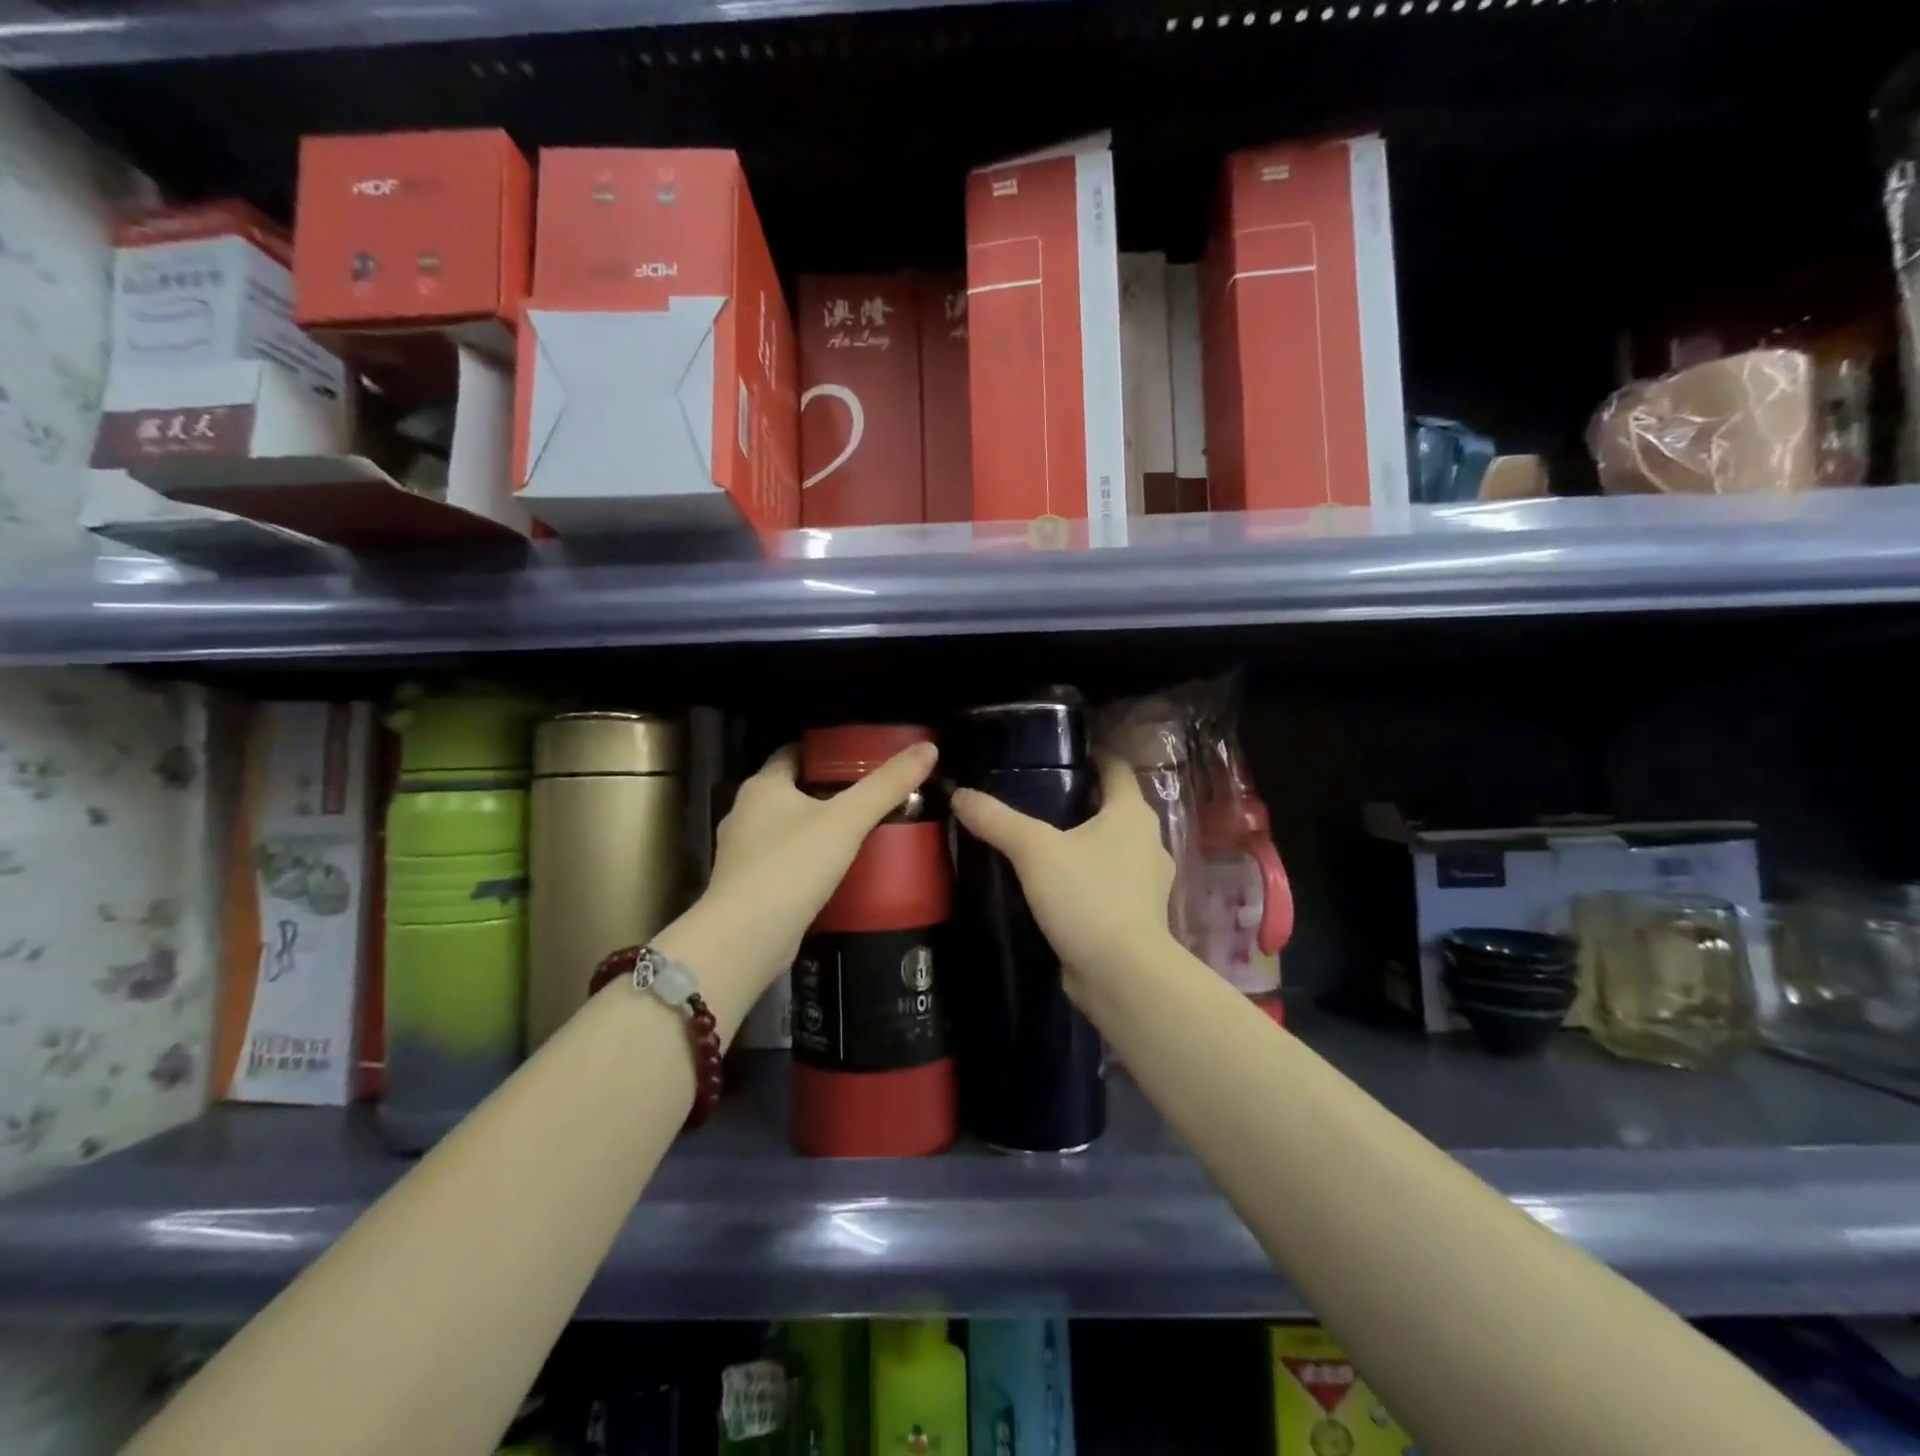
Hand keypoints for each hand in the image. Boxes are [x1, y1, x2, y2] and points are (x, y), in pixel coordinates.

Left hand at [662, 741, 938, 1003]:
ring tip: (859, 831)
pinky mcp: (748, 887)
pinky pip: (784, 861)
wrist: (745, 939)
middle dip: (827, 790)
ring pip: (786, 827)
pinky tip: (836, 870)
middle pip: (791, 789)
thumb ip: (887, 785)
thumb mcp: (847, 820)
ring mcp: (742, 853)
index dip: (826, 751)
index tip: (861, 755)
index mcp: (762, 786)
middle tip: (871, 794)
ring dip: (817, 827)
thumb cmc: (792, 866)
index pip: (793, 753)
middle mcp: (745, 813)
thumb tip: (928, 748)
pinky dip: (807, 859)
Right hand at [950, 752, 1177, 990]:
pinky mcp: (1138, 913)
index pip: (1115, 767)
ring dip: (1083, 842)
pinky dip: (1086, 877)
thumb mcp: (1034, 850)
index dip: (1089, 755)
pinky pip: (1108, 881)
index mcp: (1132, 813)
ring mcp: (1147, 880)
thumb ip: (996, 819)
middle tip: (1033, 797)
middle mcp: (1148, 840)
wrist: (1122, 974)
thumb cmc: (1087, 896)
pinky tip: (1055, 885)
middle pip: (1112, 807)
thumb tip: (959, 793)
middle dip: (1079, 800)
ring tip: (1039, 842)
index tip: (1055, 753)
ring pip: (1111, 846)